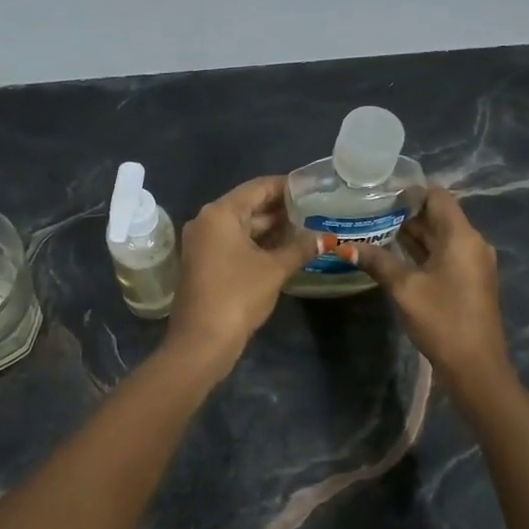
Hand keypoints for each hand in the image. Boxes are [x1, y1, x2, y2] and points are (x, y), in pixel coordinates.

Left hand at [164, 176, 318, 379]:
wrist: (201, 341)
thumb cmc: (237, 296)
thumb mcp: (275, 270)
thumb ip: (301, 248)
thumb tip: (327, 237)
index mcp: (220, 213)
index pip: (258, 187)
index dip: (286, 186)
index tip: (312, 187)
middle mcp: (206, 222)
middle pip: (248, 206)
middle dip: (281, 209)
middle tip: (314, 209)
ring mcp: (202, 244)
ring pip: (242, 227)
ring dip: (271, 228)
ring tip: (306, 228)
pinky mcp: (204, 263)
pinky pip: (234, 243)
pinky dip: (257, 244)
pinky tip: (284, 249)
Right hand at [352, 188, 509, 384]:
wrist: (476, 367)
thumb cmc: (442, 320)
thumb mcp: (405, 289)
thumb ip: (377, 261)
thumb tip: (344, 246)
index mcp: (461, 237)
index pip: (437, 196)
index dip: (410, 191)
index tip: (379, 193)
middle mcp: (471, 243)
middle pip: (438, 215)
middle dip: (405, 212)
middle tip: (368, 210)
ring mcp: (471, 263)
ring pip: (439, 236)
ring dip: (411, 232)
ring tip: (373, 227)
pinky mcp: (468, 280)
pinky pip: (443, 254)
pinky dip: (420, 250)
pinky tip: (392, 253)